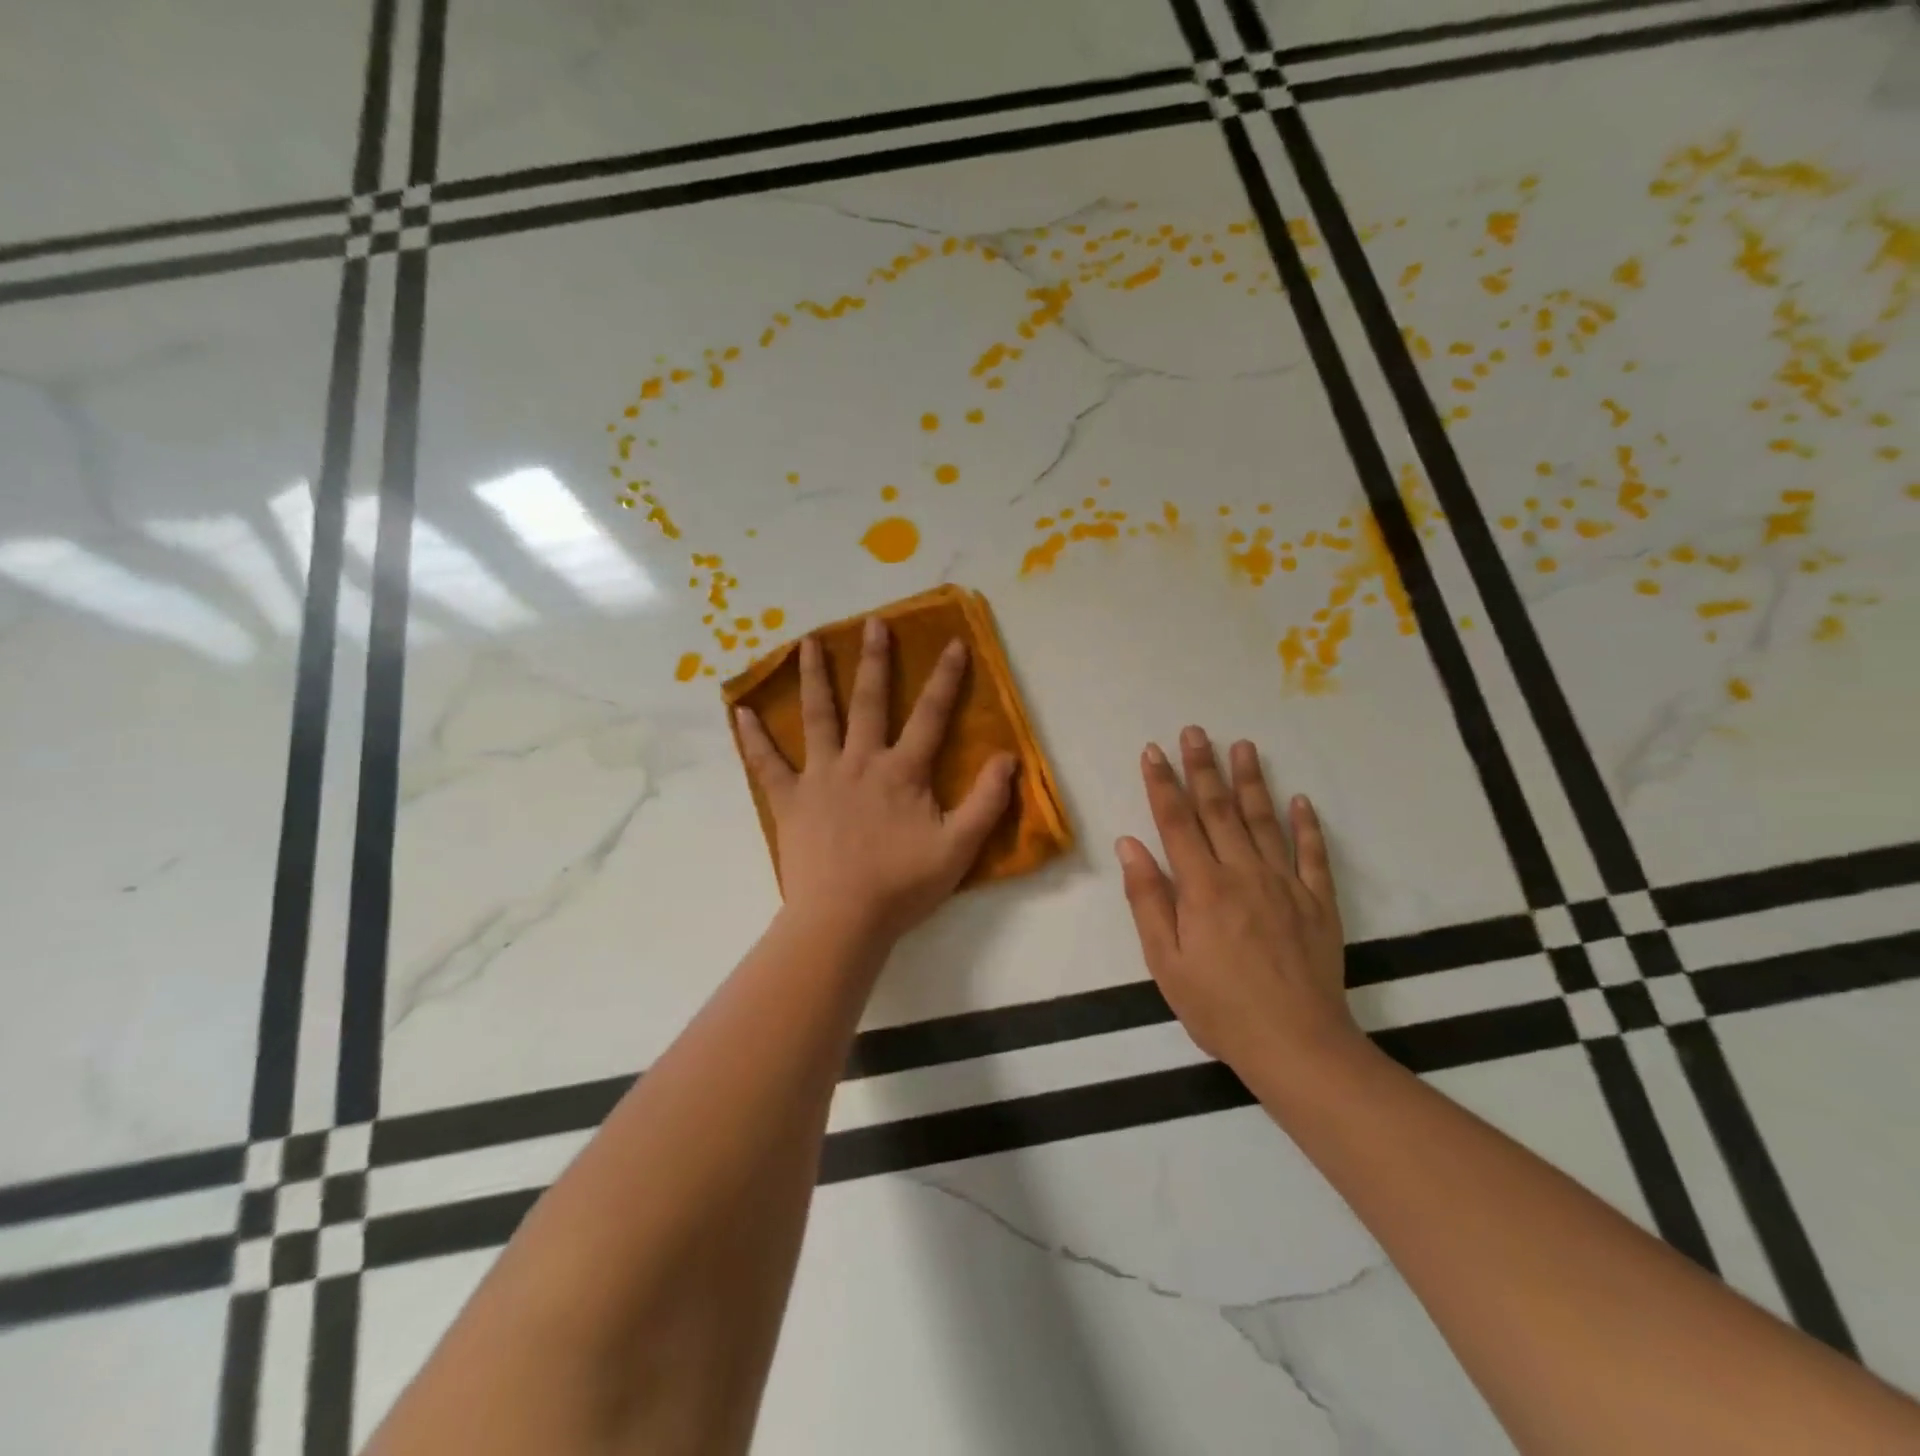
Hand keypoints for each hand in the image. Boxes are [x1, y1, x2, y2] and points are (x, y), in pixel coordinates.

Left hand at [735, 617, 1017, 946]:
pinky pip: (767, 763)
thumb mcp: (958, 848)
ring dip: (813, 678)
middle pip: (868, 701)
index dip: (945, 678)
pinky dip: (754, 737)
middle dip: (874, 660)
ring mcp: (820, 777)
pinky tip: (741, 711)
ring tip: (806, 643)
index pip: (930, 715)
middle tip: (873, 623)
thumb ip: (986, 802)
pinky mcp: (790, 800)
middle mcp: (860, 761)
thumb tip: (1008, 758)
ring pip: (817, 717)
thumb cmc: (902, 885)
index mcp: (902, 771)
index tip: (954, 643)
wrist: (843, 918)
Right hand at [1116, 726, 1361, 1075]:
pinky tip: (1301, 800)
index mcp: (1202, 887)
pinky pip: (1313, 855)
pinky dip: (1307, 826)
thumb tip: (1130, 844)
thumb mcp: (1165, 961)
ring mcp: (1285, 884)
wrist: (1297, 1046)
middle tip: (1195, 731)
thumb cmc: (1218, 1008)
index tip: (1153, 751)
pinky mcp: (1318, 902)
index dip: (1162, 783)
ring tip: (1244, 746)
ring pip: (1264, 821)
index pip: (1176, 821)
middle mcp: (1243, 873)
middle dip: (1203, 767)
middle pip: (1219, 810)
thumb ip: (1147, 898)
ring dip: (1251, 782)